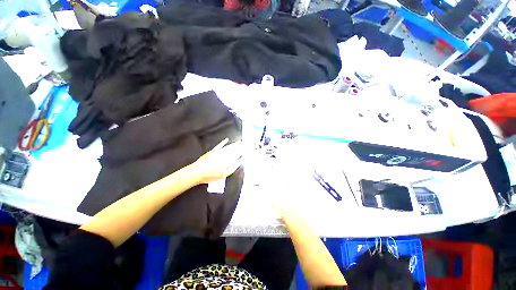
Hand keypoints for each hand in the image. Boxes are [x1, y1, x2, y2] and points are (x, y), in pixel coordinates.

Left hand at [190, 138, 242, 184]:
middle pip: (233, 150)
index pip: (237, 154)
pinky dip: (223, 142)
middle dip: (239, 146)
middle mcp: (224, 155)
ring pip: (228, 147)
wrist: (197, 172)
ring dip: (234, 144)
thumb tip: (239, 161)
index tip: (246, 148)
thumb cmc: (211, 175)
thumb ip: (233, 168)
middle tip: (244, 143)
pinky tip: (226, 139)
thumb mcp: (224, 175)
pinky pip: (219, 145)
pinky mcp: (213, 151)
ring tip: (239, 142)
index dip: (242, 151)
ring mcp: (218, 152)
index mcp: (228, 161)